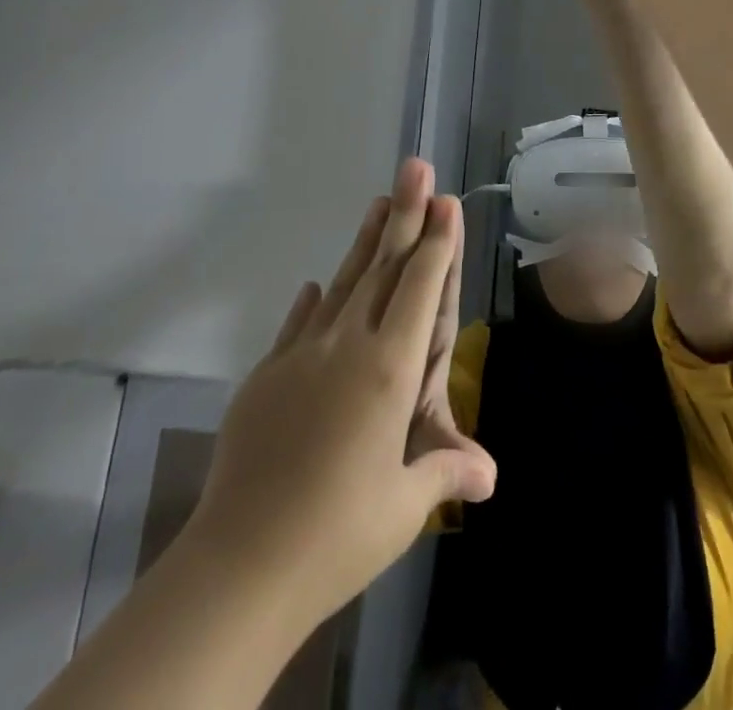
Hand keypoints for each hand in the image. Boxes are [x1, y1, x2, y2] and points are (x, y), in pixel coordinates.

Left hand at [191, 159, 495, 630]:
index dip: (436, 242)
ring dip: (364, 241)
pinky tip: (316, 283)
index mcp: (390, 370)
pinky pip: (298, 324)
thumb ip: (445, 471)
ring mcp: (303, 355)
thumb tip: (490, 477)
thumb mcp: (403, 506)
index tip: (445, 202)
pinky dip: (313, 300)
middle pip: (382, 267)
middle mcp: (349, 346)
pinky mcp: (266, 376)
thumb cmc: (338, 534)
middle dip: (404, 214)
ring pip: (342, 283)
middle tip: (416, 167)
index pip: (420, 289)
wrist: (241, 565)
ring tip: (378, 202)